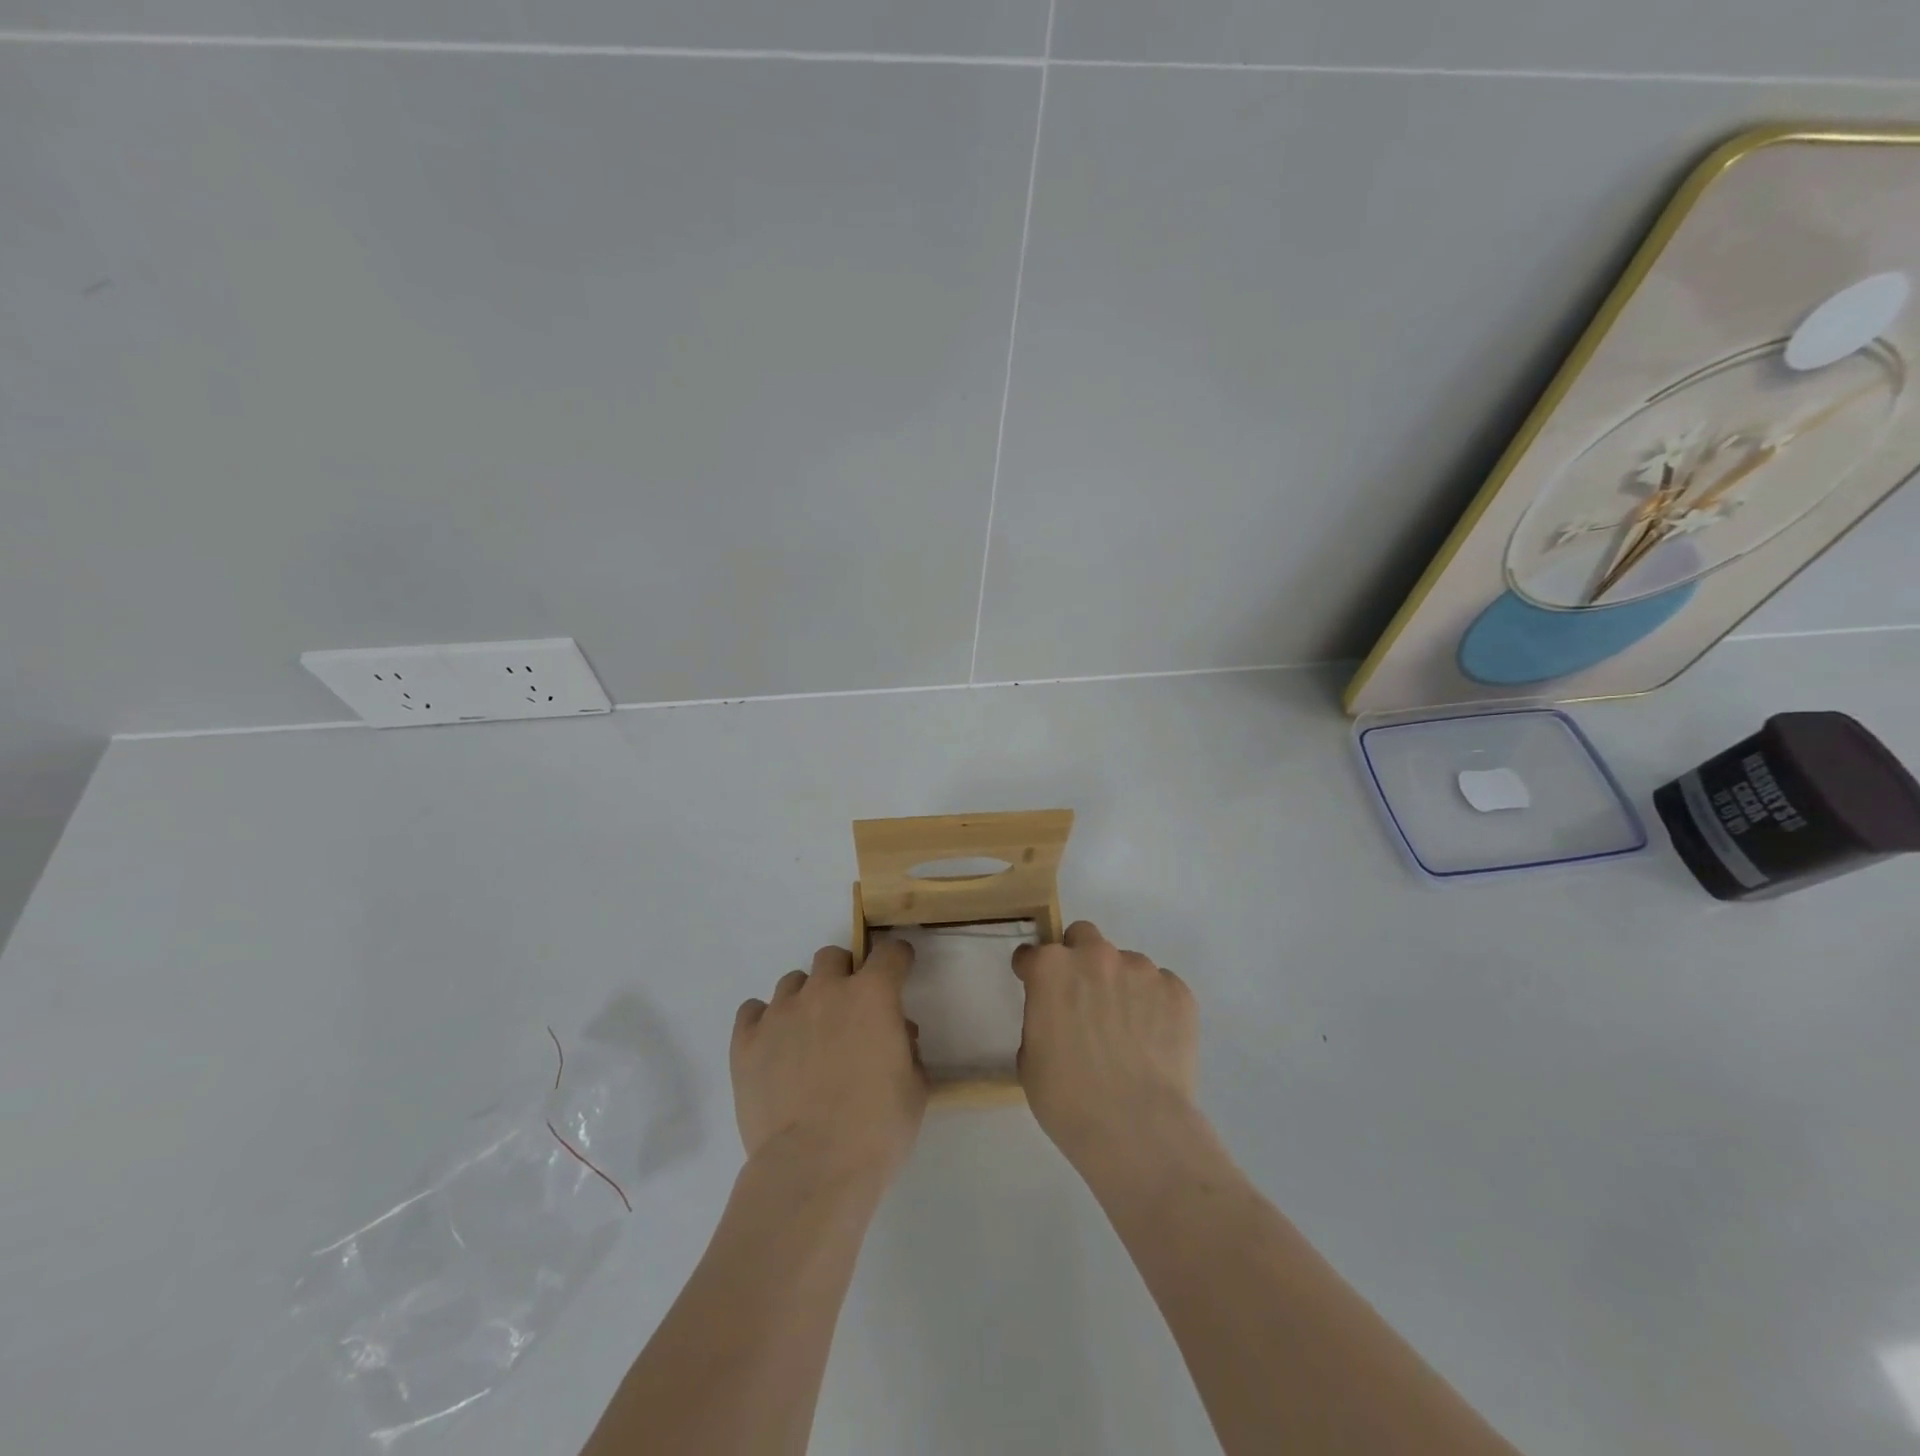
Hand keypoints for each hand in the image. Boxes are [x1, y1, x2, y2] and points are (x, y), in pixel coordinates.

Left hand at [731, 941, 927, 1187]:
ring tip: (808, 1035)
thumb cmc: (877, 1130)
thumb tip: (897, 1035)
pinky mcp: (746, 1041)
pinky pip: (753, 1011)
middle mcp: (825, 991)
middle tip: (849, 1011)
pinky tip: (773, 1047)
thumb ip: (907, 1049)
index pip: (890, 952)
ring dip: (806, 999)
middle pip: (832, 957)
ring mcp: (781, 1012)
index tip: (899, 971)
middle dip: (844, 975)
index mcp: (872, 995)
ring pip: (793, 982)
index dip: (898, 960)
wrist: (813, 1169)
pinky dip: (765, 1022)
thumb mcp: (915, 1088)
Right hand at [1013, 921, 1201, 1172]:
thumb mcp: (1030, 1059)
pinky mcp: (1178, 991)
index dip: (1032, 973)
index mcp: (1051, 968)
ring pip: (1126, 963)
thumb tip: (1058, 1017)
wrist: (1137, 1128)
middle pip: (1083, 936)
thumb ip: (1040, 1020)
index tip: (1037, 990)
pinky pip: (1160, 987)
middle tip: (1084, 999)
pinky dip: (1154, 1005)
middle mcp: (1096, 956)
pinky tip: (1153, 1041)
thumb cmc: (1068, 1099)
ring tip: (1128, 1031)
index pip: (1032, 953)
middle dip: (1079, 959)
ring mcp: (1141, 970)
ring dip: (1120, 985)